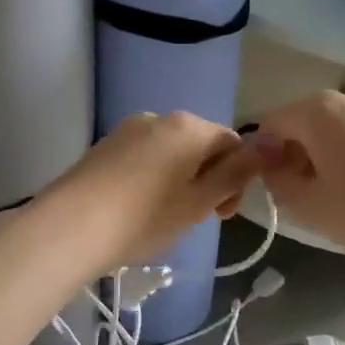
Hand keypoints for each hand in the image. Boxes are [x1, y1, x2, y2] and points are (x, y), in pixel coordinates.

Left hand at [34, 112, 265, 275]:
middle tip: (195, 218)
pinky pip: (143, 157)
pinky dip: (152, 178)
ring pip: (171, 152)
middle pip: (200, 144)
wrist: (70, 228)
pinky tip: (138, 208)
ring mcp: (127, 129)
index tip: (221, 214)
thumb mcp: (200, 201)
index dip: (237, 179)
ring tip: (164, 216)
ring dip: (180, 179)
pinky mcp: (104, 146)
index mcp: (189, 126)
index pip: (232, 143)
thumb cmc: (145, 218)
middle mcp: (159, 117)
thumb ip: (238, 171)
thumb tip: (274, 141)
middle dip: (207, 178)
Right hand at [253, 88, 344, 273]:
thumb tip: (273, 167)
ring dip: (325, 154)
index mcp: (318, 108)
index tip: (272, 187)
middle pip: (305, 121)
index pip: (272, 124)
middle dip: (296, 153)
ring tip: (338, 194)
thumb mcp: (306, 205)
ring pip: (336, 128)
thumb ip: (276, 181)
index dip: (264, 155)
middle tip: (303, 194)